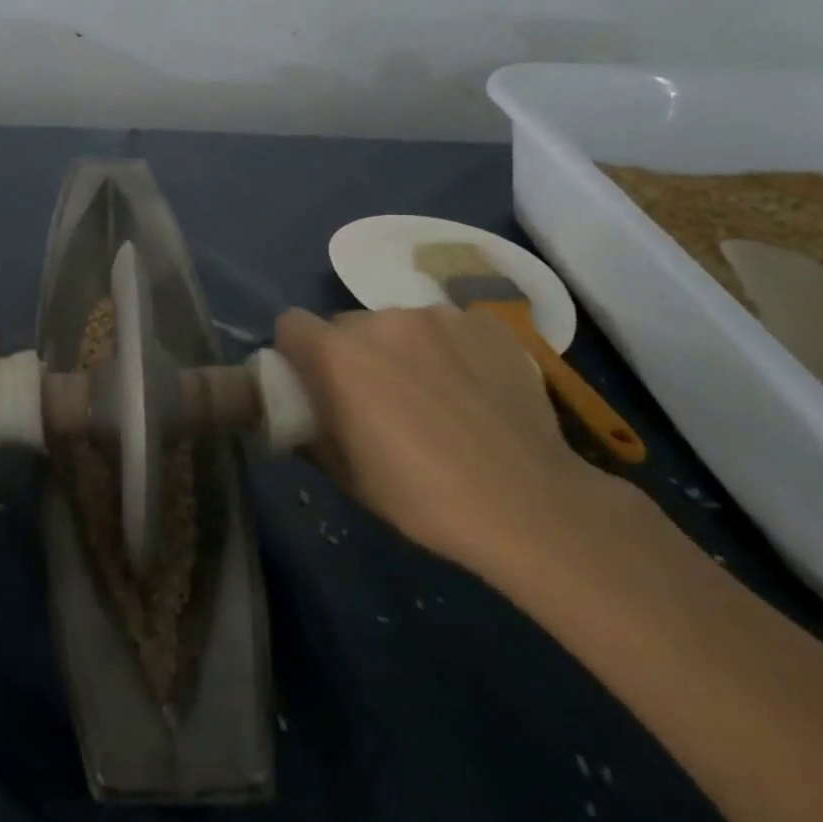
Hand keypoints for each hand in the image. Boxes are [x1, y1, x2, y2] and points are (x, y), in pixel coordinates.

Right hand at [275, 305, 626, 576]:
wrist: (531, 504)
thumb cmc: (423, 497)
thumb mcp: (347, 476)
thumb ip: (311, 432)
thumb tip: (300, 416)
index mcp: (337, 354)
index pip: (291, 325)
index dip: (297, 352)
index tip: (314, 383)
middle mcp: (380, 320)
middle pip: (346, 325)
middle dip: (352, 354)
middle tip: (379, 398)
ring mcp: (437, 316)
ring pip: (399, 325)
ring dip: (402, 350)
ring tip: (435, 395)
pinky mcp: (484, 323)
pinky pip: (449, 328)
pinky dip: (450, 350)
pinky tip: (474, 389)